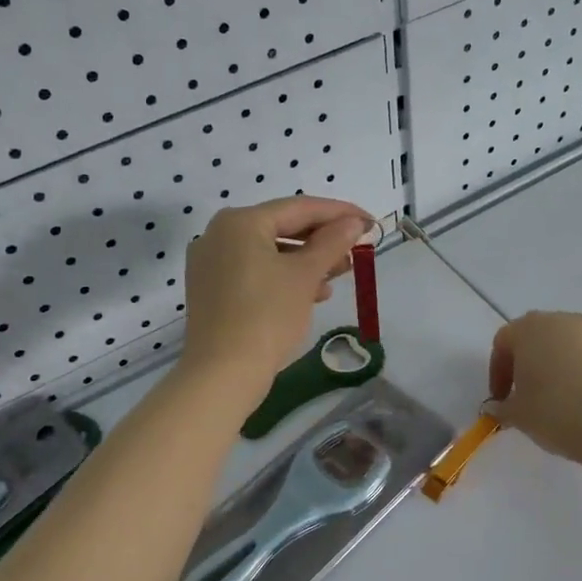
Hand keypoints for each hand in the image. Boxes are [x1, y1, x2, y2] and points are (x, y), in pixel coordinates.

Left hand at [180, 196, 372, 409]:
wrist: (223, 373)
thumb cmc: (267, 316)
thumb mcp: (305, 275)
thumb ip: (332, 242)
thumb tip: (353, 223)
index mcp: (240, 221)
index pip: (299, 207)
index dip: (339, 213)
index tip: (369, 221)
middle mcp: (219, 234)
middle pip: (282, 227)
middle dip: (322, 239)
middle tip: (356, 249)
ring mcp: (211, 262)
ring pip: (270, 251)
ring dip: (307, 260)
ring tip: (340, 274)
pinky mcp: (211, 289)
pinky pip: (255, 270)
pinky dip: (284, 276)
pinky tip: (313, 293)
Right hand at [489, 311, 581, 461]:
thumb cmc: (553, 411)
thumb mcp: (517, 414)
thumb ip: (502, 407)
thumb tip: (497, 407)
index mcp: (528, 328)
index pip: (503, 343)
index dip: (498, 372)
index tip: (501, 398)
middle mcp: (559, 321)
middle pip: (534, 337)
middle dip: (526, 363)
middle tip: (524, 393)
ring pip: (562, 345)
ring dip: (553, 365)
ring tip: (554, 397)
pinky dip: (578, 371)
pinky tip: (579, 399)